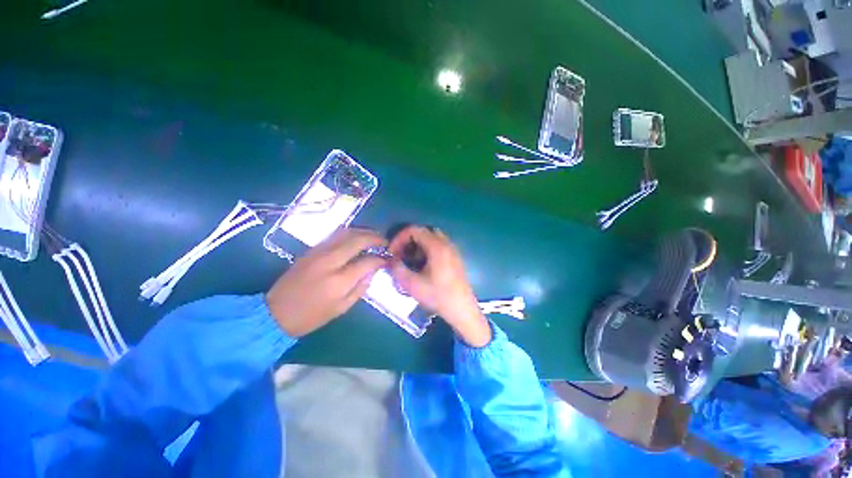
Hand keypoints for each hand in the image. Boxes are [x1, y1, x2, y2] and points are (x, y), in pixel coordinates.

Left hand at [267, 228, 386, 336]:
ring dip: (363, 231)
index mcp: (339, 281)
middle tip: (385, 242)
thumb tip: (373, 270)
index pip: (367, 261)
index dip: (381, 259)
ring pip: (346, 232)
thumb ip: (361, 287)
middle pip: (357, 240)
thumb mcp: (342, 308)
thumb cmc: (311, 316)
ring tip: (373, 237)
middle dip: (375, 237)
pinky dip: (350, 233)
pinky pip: (335, 235)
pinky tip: (357, 238)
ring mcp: (318, 252)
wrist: (275, 312)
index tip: (387, 259)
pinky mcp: (311, 250)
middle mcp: (329, 261)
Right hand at [388, 226, 490, 346]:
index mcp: (437, 247)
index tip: (392, 253)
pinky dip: (427, 250)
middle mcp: (446, 244)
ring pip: (431, 238)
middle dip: (408, 241)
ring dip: (418, 246)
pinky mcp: (455, 258)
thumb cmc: (438, 296)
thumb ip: (397, 269)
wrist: (462, 310)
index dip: (399, 238)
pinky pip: (438, 246)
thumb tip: (390, 260)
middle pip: (423, 231)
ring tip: (411, 262)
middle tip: (401, 255)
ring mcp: (452, 250)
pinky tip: (423, 267)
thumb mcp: (412, 284)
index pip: (414, 230)